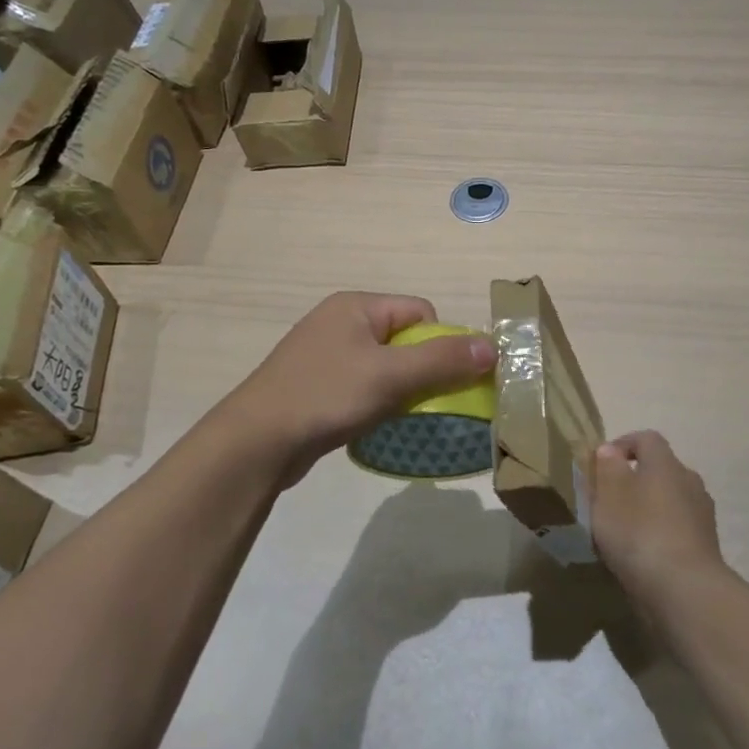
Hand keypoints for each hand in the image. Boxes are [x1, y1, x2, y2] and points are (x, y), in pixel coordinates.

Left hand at [220, 292, 494, 488]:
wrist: (256, 442)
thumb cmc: (326, 396)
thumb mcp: (390, 376)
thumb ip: (442, 361)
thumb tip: (492, 347)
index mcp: (356, 306)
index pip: (420, 312)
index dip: (440, 344)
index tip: (440, 381)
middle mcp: (340, 321)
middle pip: (404, 339)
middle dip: (421, 370)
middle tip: (423, 402)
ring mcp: (325, 353)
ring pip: (385, 365)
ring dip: (400, 389)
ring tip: (396, 416)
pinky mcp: (316, 384)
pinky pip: (363, 384)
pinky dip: (376, 402)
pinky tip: (371, 424)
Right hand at [591, 431, 727, 606]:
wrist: (685, 590)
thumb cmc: (639, 533)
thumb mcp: (608, 495)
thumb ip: (607, 468)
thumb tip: (610, 451)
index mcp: (666, 463)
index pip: (646, 438)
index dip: (622, 444)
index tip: (601, 464)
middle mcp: (689, 481)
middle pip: (660, 470)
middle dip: (635, 480)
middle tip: (609, 501)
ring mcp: (702, 515)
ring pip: (670, 501)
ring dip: (649, 509)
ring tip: (623, 532)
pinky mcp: (706, 546)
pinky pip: (678, 529)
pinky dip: (661, 535)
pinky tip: (642, 556)